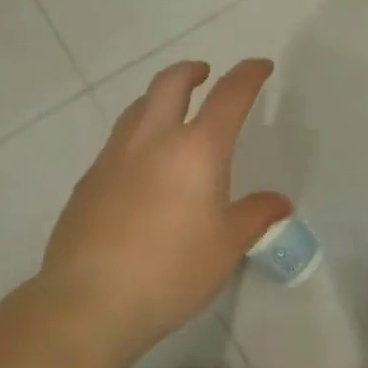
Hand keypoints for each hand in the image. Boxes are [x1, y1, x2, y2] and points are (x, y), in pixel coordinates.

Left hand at [40, 59, 290, 357]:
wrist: (89, 301)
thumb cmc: (171, 270)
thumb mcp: (226, 247)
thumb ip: (255, 216)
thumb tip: (279, 202)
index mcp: (197, 149)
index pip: (229, 95)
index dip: (248, 75)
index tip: (260, 66)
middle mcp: (153, 139)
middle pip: (171, 83)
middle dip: (191, 71)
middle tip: (205, 74)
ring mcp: (114, 156)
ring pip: (138, 106)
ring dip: (159, 98)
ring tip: (171, 112)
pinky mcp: (88, 179)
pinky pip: (117, 141)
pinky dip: (137, 135)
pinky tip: (140, 166)